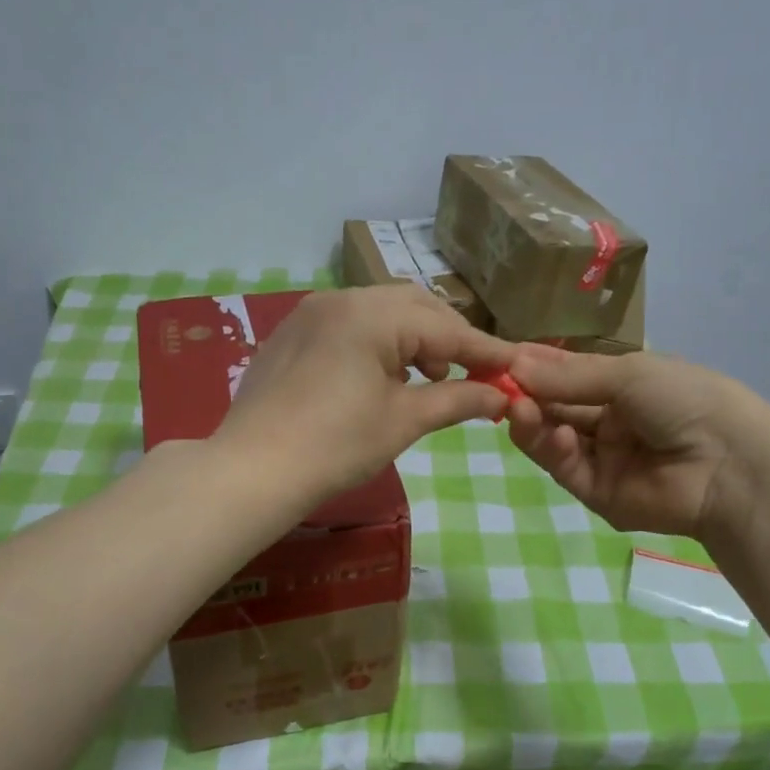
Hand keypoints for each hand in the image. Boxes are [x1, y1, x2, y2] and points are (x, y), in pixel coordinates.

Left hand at [216, 285, 515, 503]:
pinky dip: (378, 343)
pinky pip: (349, 325)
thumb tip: (501, 396)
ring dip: (413, 340)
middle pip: (413, 307)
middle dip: (447, 339)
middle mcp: (340, 299)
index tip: (516, 366)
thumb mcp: (403, 421)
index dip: (484, 350)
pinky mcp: (292, 334)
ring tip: (427, 380)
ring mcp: (311, 314)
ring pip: (380, 312)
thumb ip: (458, 400)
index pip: (444, 327)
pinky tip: (382, 377)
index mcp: (371, 315)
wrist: (253, 470)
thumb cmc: (336, 446)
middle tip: (469, 376)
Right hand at [506, 345, 754, 540]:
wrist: (728, 462)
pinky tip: (551, 434)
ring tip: (516, 408)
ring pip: (552, 439)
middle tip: (494, 384)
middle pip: (554, 407)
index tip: (499, 358)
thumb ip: (568, 376)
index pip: (567, 375)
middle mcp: (609, 421)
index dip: (535, 367)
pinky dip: (551, 450)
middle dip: (526, 395)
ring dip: (531, 422)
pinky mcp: (597, 493)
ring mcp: (602, 458)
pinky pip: (565, 468)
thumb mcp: (627, 374)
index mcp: (622, 387)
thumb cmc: (685, 399)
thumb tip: (514, 365)